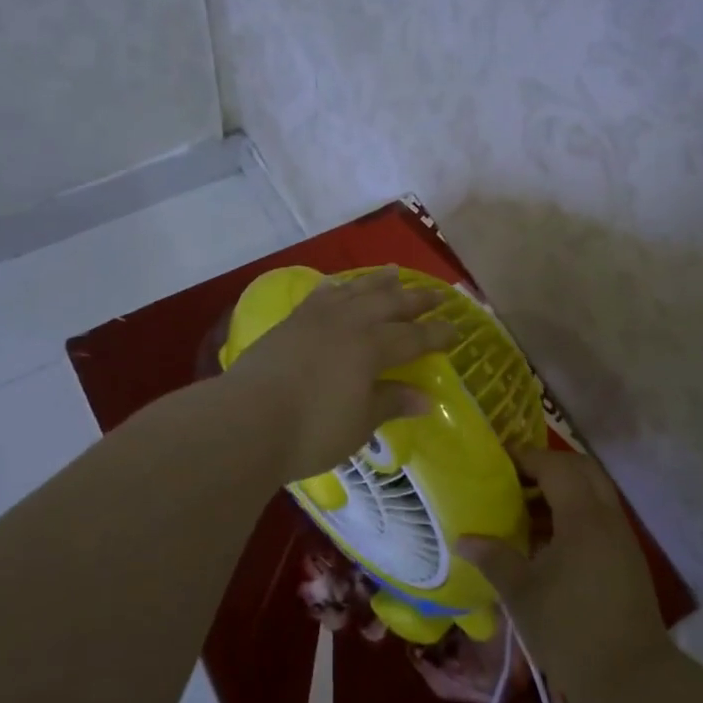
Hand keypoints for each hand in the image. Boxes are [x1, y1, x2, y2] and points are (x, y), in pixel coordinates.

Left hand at [222, 267, 455, 483]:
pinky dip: (337, 287)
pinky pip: (321, 295)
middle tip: (437, 294)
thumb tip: (424, 398)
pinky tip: (340, 285)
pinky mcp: (290, 322)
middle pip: (389, 304)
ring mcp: (316, 318)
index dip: (437, 334)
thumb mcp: (359, 424)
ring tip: (394, 272)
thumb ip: (390, 403)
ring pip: (355, 291)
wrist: (245, 420)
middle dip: (415, 299)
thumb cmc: (311, 430)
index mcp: (372, 347)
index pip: (414, 337)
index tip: (457, 330)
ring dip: (378, 282)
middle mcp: (348, 323)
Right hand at [458, 447, 676, 702]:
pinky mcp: (627, 561)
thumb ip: (493, 557)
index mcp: (583, 517)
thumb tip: (462, 538)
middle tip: (514, 480)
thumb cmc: (569, 630)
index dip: (525, 458)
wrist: (631, 682)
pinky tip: (546, 542)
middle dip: (548, 467)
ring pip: (593, 494)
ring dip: (561, 492)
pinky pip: (599, 518)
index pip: (555, 466)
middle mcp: (608, 518)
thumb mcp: (521, 592)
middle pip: (581, 470)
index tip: (496, 463)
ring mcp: (622, 539)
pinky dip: (573, 515)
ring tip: (524, 511)